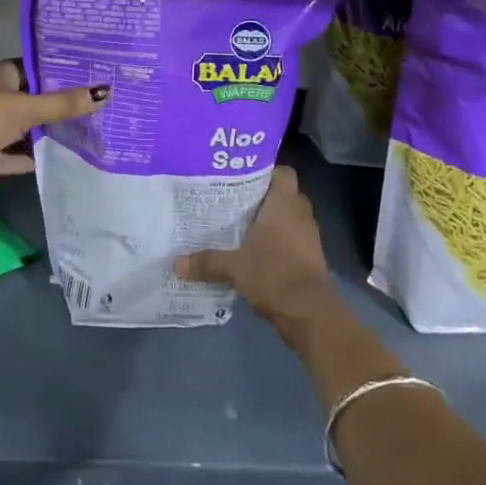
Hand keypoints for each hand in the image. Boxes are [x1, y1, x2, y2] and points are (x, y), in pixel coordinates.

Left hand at [0, 60, 107, 197]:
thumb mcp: (25, 108)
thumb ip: (63, 104)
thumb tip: (106, 92)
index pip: (33, 70)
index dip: (59, 74)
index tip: (91, 78)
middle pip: (30, 100)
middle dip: (58, 105)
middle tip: (98, 106)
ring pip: (23, 129)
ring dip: (47, 133)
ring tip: (88, 132)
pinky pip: (14, 156)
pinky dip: (32, 157)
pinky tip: (62, 159)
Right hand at [175, 166, 333, 327]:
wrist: (309, 313)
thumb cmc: (274, 274)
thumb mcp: (234, 267)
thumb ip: (206, 261)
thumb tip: (175, 263)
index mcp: (284, 204)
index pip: (282, 173)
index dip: (266, 171)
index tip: (242, 177)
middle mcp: (300, 214)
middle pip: (283, 195)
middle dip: (262, 197)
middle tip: (234, 200)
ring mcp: (308, 237)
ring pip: (288, 219)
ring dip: (270, 222)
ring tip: (240, 225)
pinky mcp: (310, 258)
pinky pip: (291, 240)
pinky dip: (277, 243)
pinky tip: (254, 251)